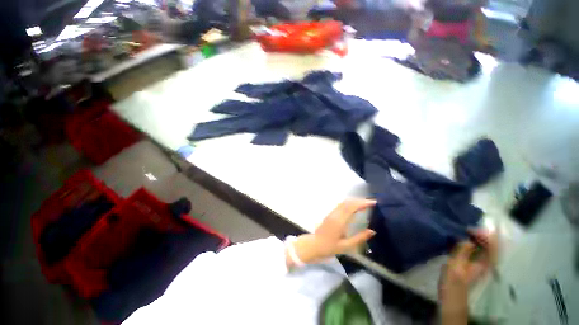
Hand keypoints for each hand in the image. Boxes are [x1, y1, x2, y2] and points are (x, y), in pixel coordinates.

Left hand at [286, 199, 376, 267]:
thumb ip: (359, 238)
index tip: (373, 202)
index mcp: (339, 221)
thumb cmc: (330, 247)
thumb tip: (372, 231)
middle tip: (372, 203)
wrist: (314, 245)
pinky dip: (350, 203)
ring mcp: (332, 213)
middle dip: (360, 200)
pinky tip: (355, 207)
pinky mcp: (330, 214)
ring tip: (366, 204)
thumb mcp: (346, 246)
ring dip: (355, 201)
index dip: (362, 203)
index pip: (351, 207)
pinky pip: (341, 205)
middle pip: (348, 202)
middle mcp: (335, 214)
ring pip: (344, 202)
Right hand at [439, 230, 498, 323]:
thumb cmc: (453, 280)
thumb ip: (463, 251)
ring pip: (485, 247)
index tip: (470, 229)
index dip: (484, 235)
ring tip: (465, 230)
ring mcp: (481, 263)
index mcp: (484, 263)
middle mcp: (486, 262)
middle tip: (467, 227)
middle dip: (482, 234)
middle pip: (491, 245)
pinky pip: (479, 250)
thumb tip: (468, 239)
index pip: (492, 246)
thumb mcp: (455, 265)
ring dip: (478, 237)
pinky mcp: (474, 263)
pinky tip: (464, 239)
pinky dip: (474, 242)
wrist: (452, 295)